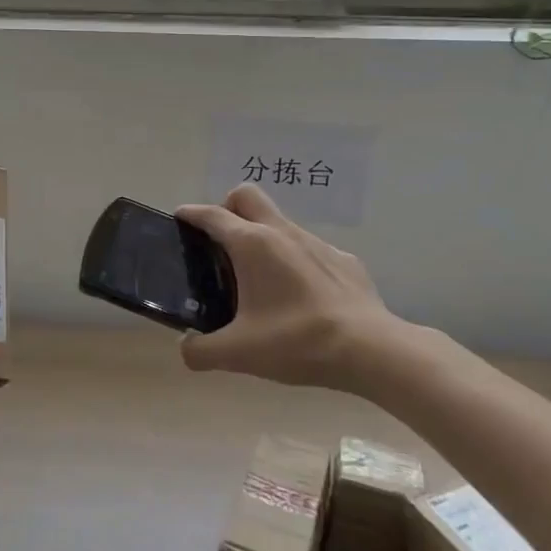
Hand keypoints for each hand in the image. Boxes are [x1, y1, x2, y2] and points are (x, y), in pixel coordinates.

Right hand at [175, 184, 412, 388]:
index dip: (192, 214)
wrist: (371, 350)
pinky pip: (309, 249)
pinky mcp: (343, 260)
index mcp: (252, 244)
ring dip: (263, 236)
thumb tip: (186, 349)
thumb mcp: (238, 354)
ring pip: (280, 222)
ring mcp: (317, 243)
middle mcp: (282, 232)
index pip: (212, 215)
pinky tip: (301, 296)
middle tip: (221, 242)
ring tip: (259, 278)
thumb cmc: (296, 342)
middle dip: (228, 207)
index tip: (180, 217)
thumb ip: (201, 351)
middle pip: (247, 196)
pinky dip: (296, 261)